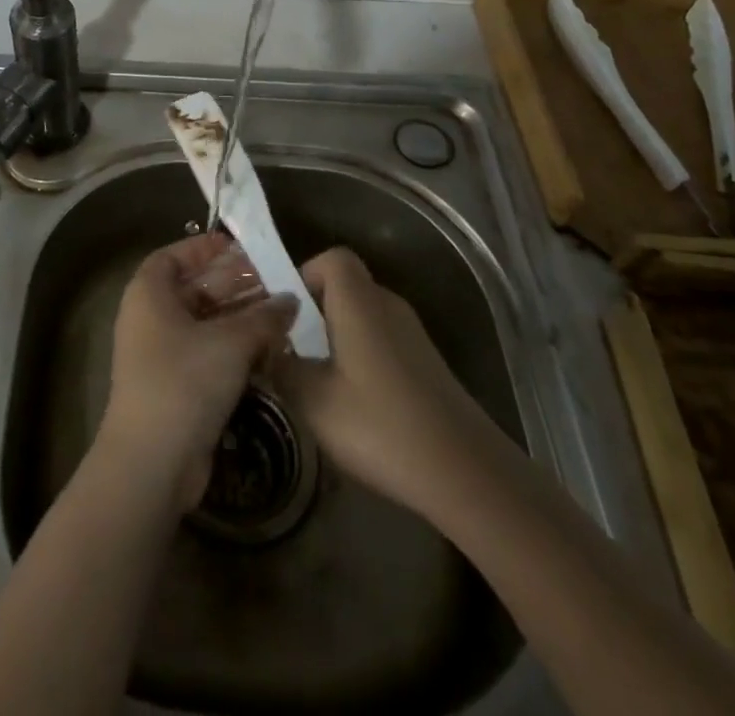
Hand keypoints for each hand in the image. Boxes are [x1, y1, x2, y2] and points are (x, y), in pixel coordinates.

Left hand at [97, 234, 297, 513]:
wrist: (152, 462)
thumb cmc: (184, 381)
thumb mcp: (230, 343)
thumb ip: (264, 317)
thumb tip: (290, 300)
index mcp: (149, 293)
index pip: (174, 256)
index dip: (205, 248)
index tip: (241, 247)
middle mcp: (150, 317)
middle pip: (193, 289)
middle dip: (233, 283)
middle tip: (274, 279)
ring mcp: (161, 354)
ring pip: (204, 323)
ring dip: (240, 318)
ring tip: (281, 312)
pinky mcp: (175, 385)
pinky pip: (206, 353)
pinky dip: (234, 348)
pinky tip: (269, 349)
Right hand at [274, 246, 483, 520]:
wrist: (468, 474)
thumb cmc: (382, 426)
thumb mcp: (314, 402)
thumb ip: (282, 369)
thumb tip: (266, 351)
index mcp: (360, 302)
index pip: (333, 258)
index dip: (306, 274)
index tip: (288, 312)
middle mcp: (389, 307)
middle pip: (347, 286)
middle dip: (316, 311)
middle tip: (293, 348)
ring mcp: (414, 336)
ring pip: (365, 316)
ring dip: (338, 338)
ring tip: (318, 379)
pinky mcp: (428, 365)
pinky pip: (383, 342)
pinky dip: (362, 358)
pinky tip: (355, 404)